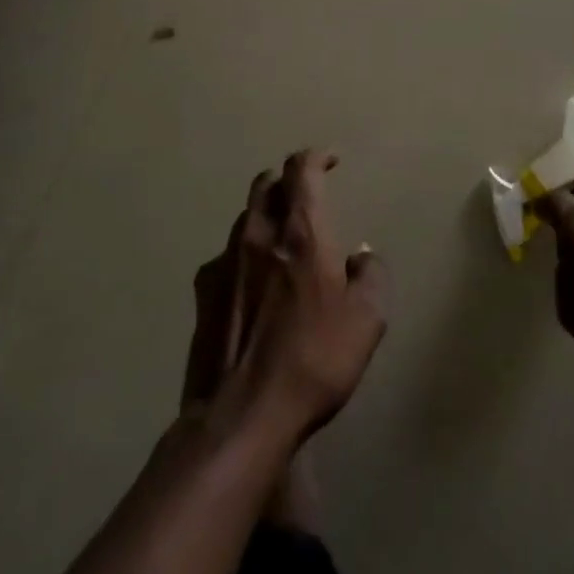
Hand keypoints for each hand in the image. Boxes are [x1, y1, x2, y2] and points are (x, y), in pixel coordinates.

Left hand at [183, 149, 387, 441]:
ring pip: (244, 217)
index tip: (331, 160)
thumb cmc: (314, 360)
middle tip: (306, 194)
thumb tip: (361, 256)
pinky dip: (243, 254)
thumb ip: (371, 275)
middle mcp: (258, 235)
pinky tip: (252, 282)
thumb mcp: (366, 320)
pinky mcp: (203, 295)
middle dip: (287, 179)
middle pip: (266, 184)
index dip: (316, 157)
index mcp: (301, 232)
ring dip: (265, 215)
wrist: (241, 417)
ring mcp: (224, 263)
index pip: (301, 170)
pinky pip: (225, 257)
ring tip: (281, 238)